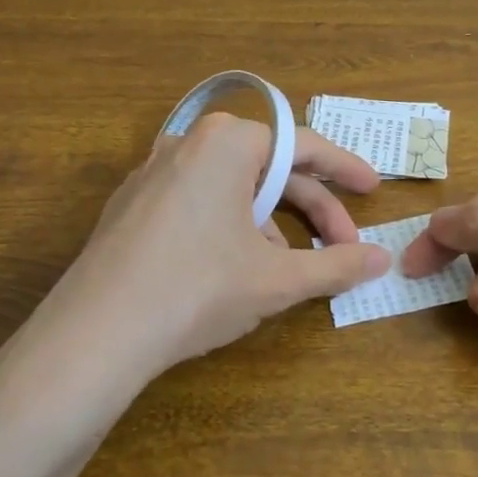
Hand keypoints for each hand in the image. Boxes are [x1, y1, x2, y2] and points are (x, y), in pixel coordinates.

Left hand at [45, 112, 391, 372]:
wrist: (96, 334)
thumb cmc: (199, 288)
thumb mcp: (278, 279)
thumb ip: (336, 265)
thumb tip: (382, 259)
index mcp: (228, 142)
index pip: (303, 147)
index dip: (345, 169)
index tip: (373, 189)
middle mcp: (188, 143)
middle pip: (267, 170)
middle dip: (311, 210)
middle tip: (342, 246)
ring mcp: (153, 173)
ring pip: (232, 190)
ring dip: (271, 226)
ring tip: (286, 272)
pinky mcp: (131, 205)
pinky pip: (197, 204)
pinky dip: (229, 229)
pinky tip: (235, 271)